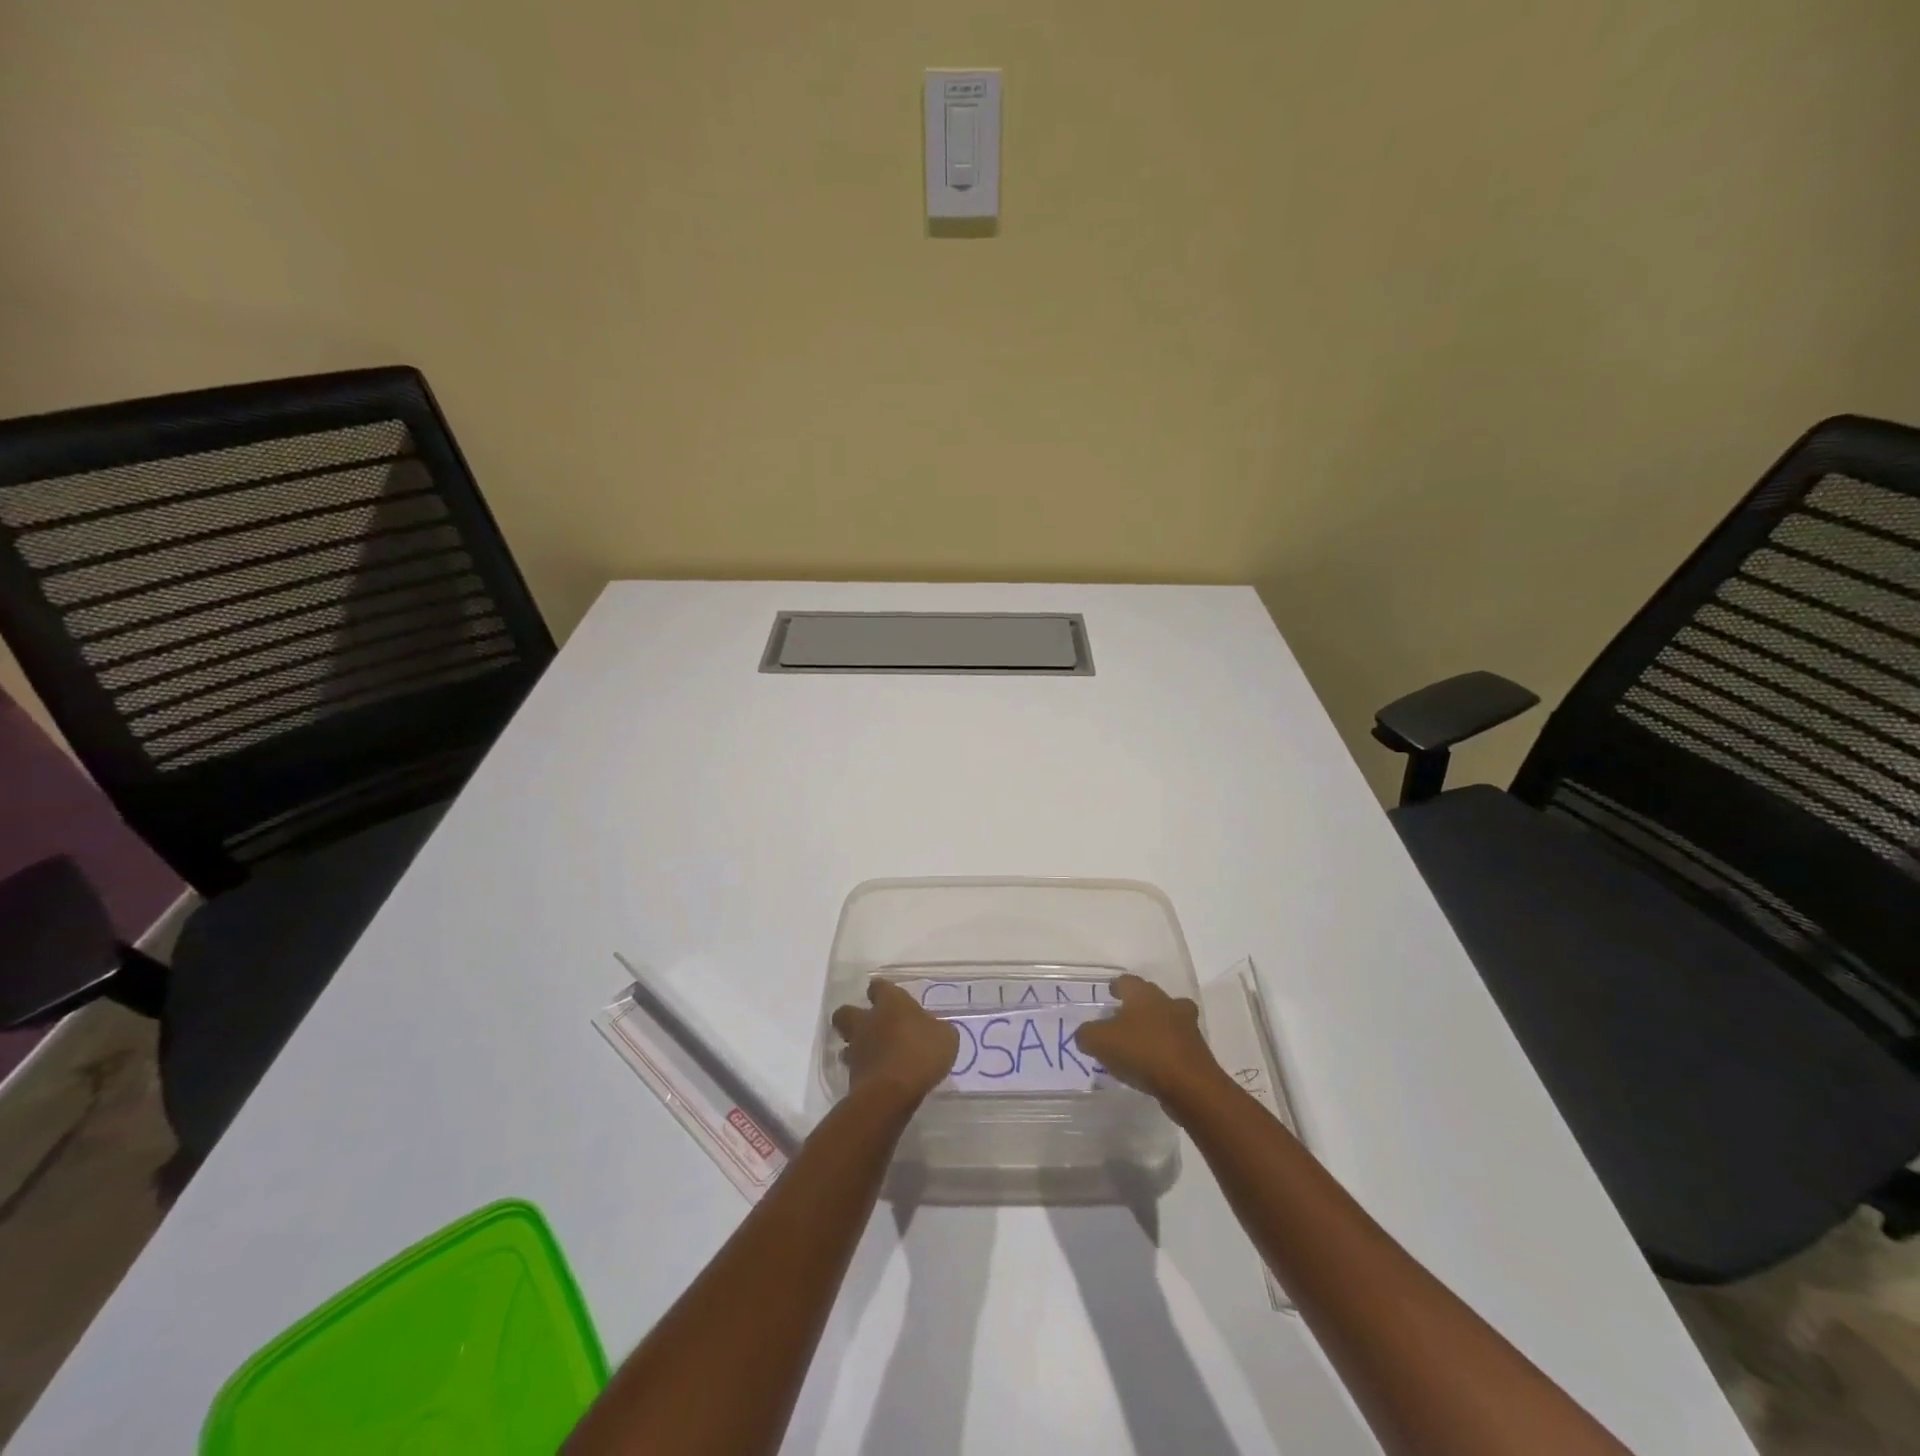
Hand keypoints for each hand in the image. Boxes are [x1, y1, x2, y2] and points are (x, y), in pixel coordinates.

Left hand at [832, 979, 959, 1105]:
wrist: (892, 1092)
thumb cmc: (922, 1053)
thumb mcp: (945, 1037)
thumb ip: (936, 1029)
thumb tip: (933, 1030)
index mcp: (891, 1004)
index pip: (879, 987)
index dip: (881, 990)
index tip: (886, 995)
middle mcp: (868, 1021)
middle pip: (845, 1012)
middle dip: (852, 1016)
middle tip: (868, 1025)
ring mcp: (857, 1049)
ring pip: (847, 1043)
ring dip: (856, 1047)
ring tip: (873, 1056)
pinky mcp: (852, 1076)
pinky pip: (856, 1069)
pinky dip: (864, 1071)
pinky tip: (880, 1078)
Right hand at [1074, 974, 1230, 1110]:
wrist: (1190, 1085)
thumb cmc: (1142, 1052)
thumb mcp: (1100, 1042)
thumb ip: (1087, 1034)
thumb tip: (1085, 1034)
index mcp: (1143, 994)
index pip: (1127, 981)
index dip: (1117, 986)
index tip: (1110, 993)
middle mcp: (1167, 1003)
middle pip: (1151, 997)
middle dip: (1138, 1006)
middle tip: (1122, 1018)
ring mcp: (1186, 1027)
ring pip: (1168, 1019)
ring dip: (1155, 1027)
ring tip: (1139, 1043)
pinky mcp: (1197, 1051)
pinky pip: (1176, 1044)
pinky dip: (1165, 1049)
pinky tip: (1152, 1065)